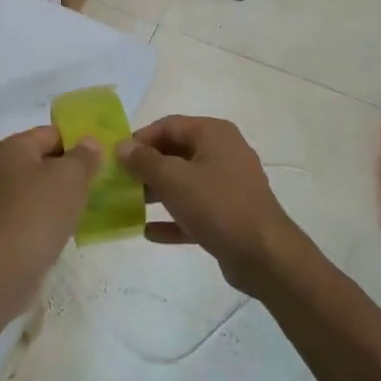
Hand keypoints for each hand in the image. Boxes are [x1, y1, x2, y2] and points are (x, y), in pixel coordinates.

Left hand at [0, 126, 100, 289]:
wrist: (4, 269)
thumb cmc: (39, 213)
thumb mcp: (70, 177)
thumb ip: (83, 156)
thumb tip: (89, 142)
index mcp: (13, 147)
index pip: (52, 133)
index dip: (79, 142)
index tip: (104, 158)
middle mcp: (1, 168)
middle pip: (45, 160)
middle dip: (72, 169)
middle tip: (102, 181)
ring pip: (40, 187)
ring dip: (63, 194)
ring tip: (90, 204)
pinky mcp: (3, 226)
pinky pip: (33, 211)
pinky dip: (51, 215)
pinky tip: (69, 226)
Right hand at [117, 116, 308, 296]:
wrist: (264, 255)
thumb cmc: (217, 205)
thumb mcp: (173, 179)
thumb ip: (144, 161)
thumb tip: (121, 146)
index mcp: (214, 134)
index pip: (168, 125)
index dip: (140, 139)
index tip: (116, 159)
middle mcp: (223, 153)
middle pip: (176, 153)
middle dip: (147, 167)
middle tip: (119, 183)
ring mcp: (228, 185)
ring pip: (185, 182)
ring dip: (157, 192)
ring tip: (128, 205)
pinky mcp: (229, 215)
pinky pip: (194, 210)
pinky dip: (173, 218)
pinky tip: (148, 232)